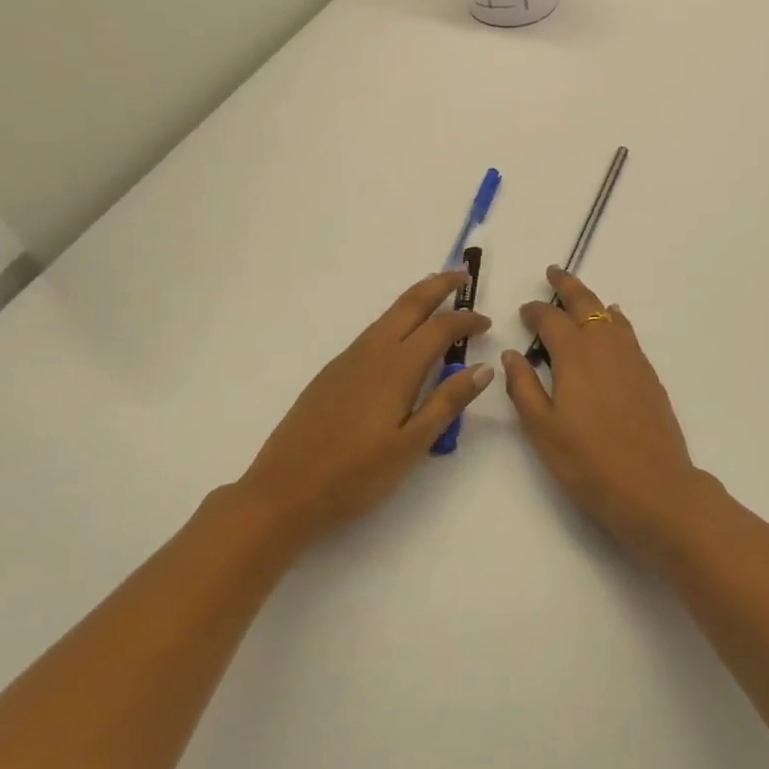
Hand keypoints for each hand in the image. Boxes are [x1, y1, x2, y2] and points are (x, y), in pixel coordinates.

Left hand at [240, 272, 492, 550]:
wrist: (282, 492)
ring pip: (389, 314)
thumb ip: (447, 403)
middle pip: (411, 303)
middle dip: (439, 284)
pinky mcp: (332, 372)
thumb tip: (484, 368)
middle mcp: (373, 351)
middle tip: (462, 276)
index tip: (486, 322)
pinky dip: (397, 319)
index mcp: (397, 367)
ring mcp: (348, 359)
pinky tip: (400, 337)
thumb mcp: (410, 446)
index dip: (466, 320)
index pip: (440, 328)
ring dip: (417, 299)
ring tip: (437, 296)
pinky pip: (373, 331)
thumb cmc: (354, 476)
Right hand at [502, 267, 715, 560]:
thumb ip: (524, 388)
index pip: (551, 319)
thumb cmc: (590, 464)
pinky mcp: (648, 373)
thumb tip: (511, 354)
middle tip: (553, 273)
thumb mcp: (544, 432)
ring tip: (579, 297)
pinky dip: (614, 319)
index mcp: (575, 356)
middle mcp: (605, 346)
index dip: (536, 311)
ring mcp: (631, 357)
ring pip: (609, 314)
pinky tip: (613, 325)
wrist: (655, 488)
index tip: (525, 310)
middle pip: (585, 303)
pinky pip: (627, 331)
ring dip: (591, 300)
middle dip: (567, 285)